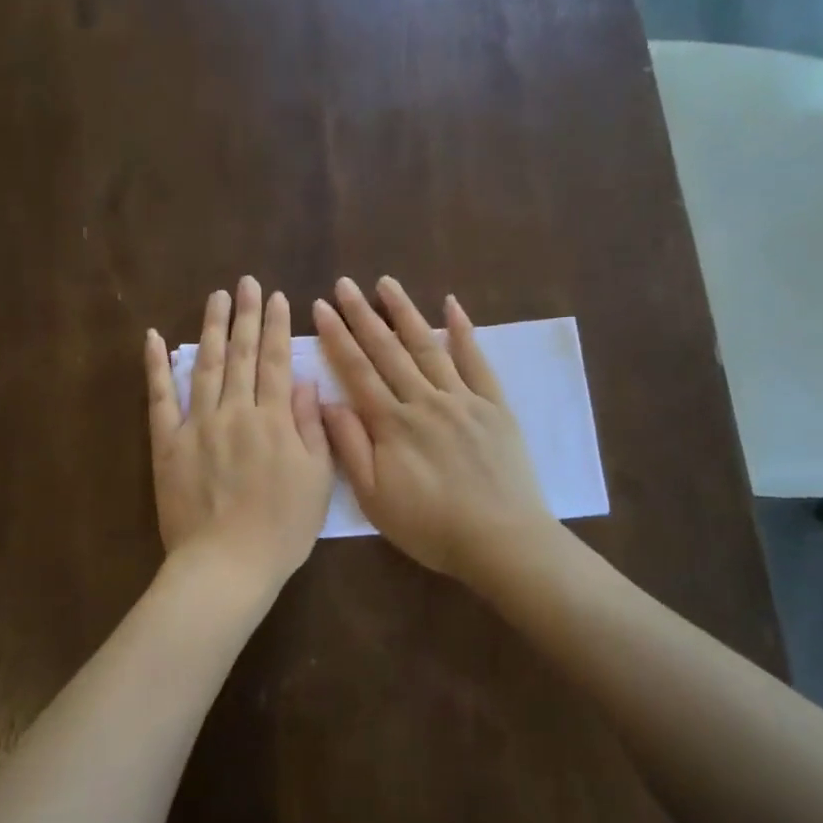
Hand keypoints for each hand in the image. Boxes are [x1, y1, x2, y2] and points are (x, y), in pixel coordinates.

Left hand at [145, 276, 333, 587]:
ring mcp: (196, 425)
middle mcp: (234, 412)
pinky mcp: (167, 444)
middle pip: (242, 355)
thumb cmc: (281, 528)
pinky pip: (159, 398)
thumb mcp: (317, 480)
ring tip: (217, 298)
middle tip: (246, 283)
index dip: (277, 327)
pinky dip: (156, 366)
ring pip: (206, 366)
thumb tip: (302, 383)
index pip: (276, 362)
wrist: (226, 564)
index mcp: (273, 420)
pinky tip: (154, 337)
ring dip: (212, 328)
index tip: (277, 298)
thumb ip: (311, 427)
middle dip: (246, 315)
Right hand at [314, 276, 550, 581]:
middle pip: (388, 350)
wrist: (500, 540)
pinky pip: (477, 361)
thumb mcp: (374, 498)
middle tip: (345, 284)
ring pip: (428, 346)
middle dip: (363, 315)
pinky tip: (452, 306)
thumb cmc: (430, 526)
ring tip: (386, 283)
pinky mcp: (494, 406)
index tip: (322, 308)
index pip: (357, 371)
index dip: (337, 337)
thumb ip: (350, 447)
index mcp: (392, 424)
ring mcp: (462, 399)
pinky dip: (463, 332)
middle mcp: (424, 401)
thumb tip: (328, 402)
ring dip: (405, 312)